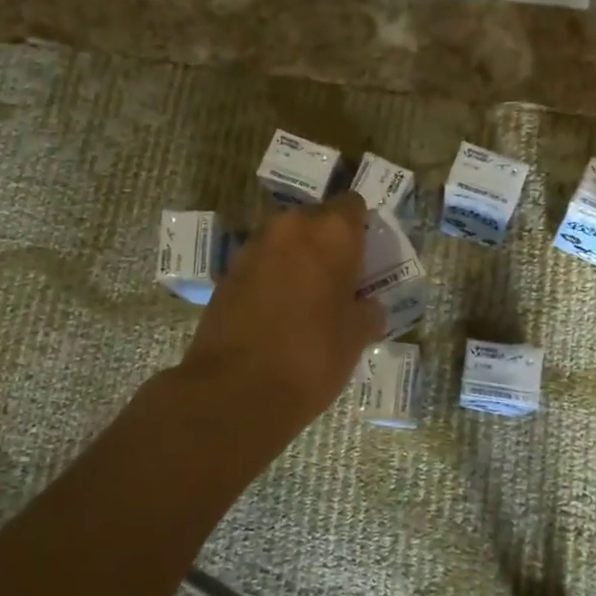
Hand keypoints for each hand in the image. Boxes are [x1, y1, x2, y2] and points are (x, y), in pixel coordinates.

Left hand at [178, 192, 384, 436]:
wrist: (236, 389)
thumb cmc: (312, 357)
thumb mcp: (356, 337)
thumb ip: (367, 311)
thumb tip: (367, 306)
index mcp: (332, 233)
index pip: (352, 206)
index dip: (359, 228)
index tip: (364, 256)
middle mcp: (291, 227)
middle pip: (316, 219)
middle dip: (327, 242)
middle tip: (338, 277)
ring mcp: (254, 246)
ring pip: (286, 239)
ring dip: (297, 257)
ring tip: (307, 295)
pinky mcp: (228, 270)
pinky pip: (262, 261)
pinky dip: (272, 274)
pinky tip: (277, 309)